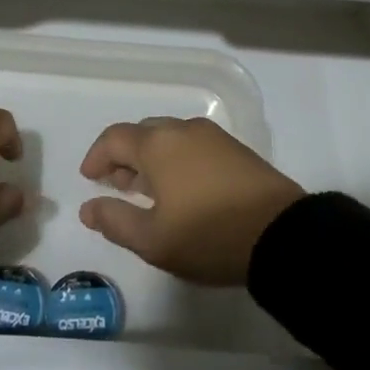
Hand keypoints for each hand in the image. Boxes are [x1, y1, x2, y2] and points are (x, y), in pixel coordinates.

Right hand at [78, 117, 304, 285]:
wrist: (281, 235)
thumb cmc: (208, 236)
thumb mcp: (153, 240)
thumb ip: (115, 220)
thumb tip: (88, 207)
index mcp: (157, 144)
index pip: (114, 138)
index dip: (97, 156)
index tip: (89, 179)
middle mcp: (183, 129)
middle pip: (142, 133)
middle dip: (124, 156)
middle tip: (117, 185)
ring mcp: (213, 137)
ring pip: (170, 138)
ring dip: (152, 158)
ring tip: (149, 190)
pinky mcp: (236, 149)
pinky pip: (193, 145)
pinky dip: (177, 160)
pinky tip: (182, 189)